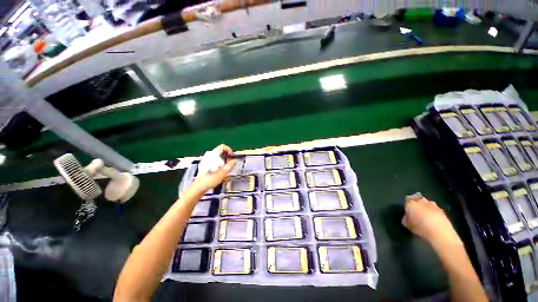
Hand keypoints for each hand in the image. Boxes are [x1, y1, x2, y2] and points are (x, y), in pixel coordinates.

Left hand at [192, 144, 235, 191]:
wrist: (198, 188)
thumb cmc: (209, 181)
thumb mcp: (222, 173)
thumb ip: (229, 166)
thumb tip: (234, 160)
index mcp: (212, 156)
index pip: (222, 147)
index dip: (229, 150)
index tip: (231, 157)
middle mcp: (208, 157)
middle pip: (220, 152)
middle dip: (227, 157)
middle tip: (229, 165)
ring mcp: (206, 161)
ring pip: (218, 157)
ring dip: (223, 162)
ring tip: (225, 170)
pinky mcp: (205, 166)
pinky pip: (214, 162)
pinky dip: (219, 165)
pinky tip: (220, 172)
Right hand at [402, 197, 462, 248]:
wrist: (440, 232)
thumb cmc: (420, 228)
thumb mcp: (408, 225)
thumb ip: (405, 219)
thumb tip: (406, 217)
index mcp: (411, 203)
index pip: (407, 200)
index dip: (407, 205)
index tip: (408, 211)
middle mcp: (421, 201)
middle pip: (418, 199)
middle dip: (417, 204)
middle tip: (416, 211)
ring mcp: (433, 205)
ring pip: (427, 203)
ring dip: (426, 207)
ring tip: (426, 215)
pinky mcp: (442, 210)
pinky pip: (435, 209)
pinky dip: (433, 212)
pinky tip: (433, 219)